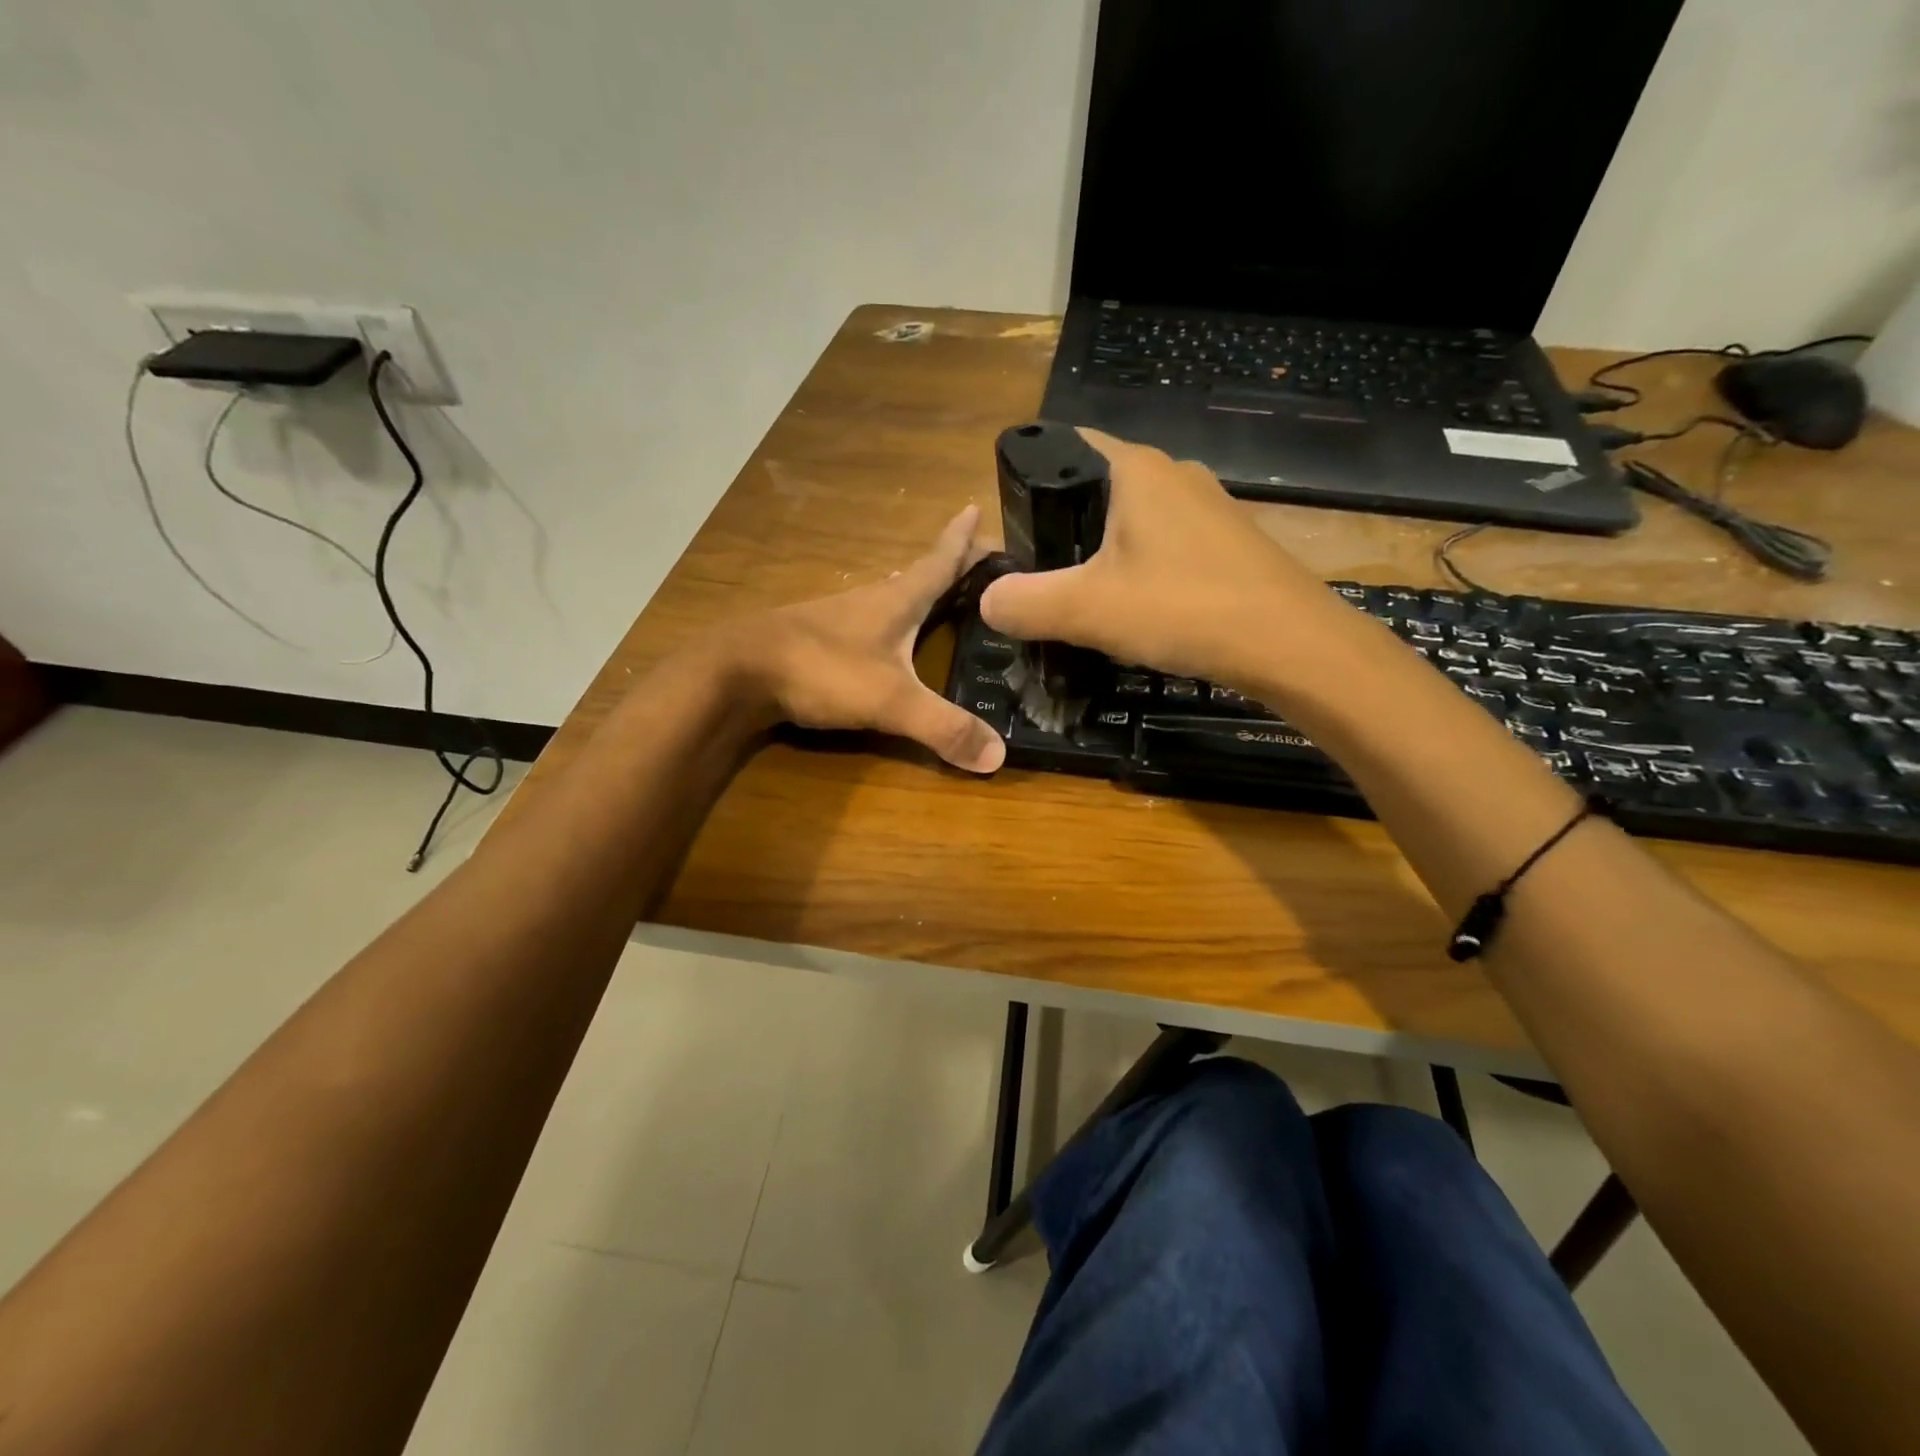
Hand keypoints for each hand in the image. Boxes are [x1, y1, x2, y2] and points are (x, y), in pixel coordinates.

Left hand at [724, 505, 1007, 773]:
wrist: (737, 672)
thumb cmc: (821, 670)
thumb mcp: (891, 700)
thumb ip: (944, 727)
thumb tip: (999, 756)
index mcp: (897, 600)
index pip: (940, 560)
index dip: (963, 539)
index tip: (978, 507)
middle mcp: (871, 599)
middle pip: (919, 575)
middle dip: (949, 565)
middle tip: (980, 562)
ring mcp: (840, 617)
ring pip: (892, 597)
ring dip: (919, 592)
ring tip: (943, 598)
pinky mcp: (819, 639)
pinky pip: (869, 621)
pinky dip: (891, 621)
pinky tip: (890, 640)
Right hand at [979, 428, 1339, 684]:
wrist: (1291, 644)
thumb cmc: (1184, 609)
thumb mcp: (1087, 610)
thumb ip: (1025, 603)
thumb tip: (987, 602)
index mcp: (1136, 469)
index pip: (1067, 444)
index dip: (1032, 476)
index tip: (1011, 525)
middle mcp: (1174, 474)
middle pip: (1097, 486)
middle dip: (1063, 525)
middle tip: (1038, 573)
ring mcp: (1208, 508)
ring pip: (1134, 520)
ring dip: (1103, 552)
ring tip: (1081, 597)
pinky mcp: (1229, 543)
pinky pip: (1166, 544)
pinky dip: (1141, 568)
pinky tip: (1136, 609)